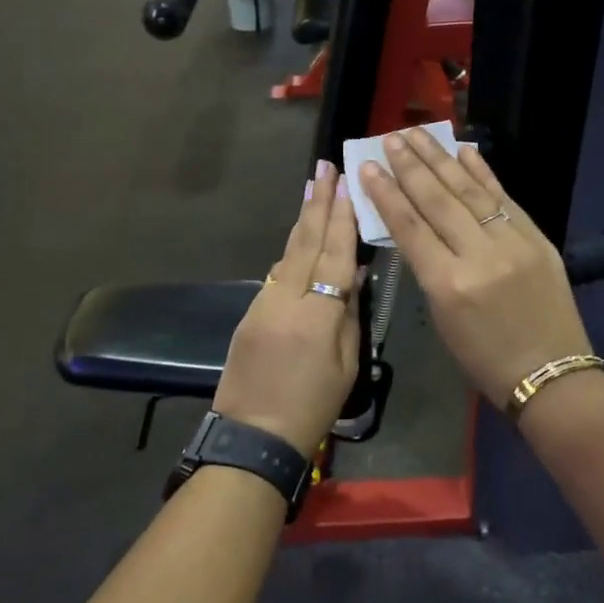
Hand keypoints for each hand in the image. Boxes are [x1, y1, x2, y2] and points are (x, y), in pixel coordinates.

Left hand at [212, 161, 362, 457]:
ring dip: (303, 221)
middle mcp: (286, 299)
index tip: (345, 183)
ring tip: (312, 189)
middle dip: (317, 203)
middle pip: (306, 243)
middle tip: (324, 167)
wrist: (253, 435)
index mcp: (318, 314)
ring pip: (287, 254)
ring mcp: (263, 304)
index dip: (343, 217)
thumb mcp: (346, 365)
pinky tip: (300, 238)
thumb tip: (354, 276)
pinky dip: (291, 252)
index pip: (335, 255)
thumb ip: (349, 315)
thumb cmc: (312, 407)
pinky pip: (276, 275)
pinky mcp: (249, 313)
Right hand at [359, 131, 592, 404]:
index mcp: (448, 285)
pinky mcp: (538, 239)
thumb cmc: (485, 359)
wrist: (551, 374)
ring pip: (469, 191)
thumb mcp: (442, 318)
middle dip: (411, 166)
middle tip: (390, 137)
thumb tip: (414, 226)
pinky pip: (504, 198)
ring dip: (441, 159)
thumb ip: (428, 268)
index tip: (368, 168)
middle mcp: (479, 256)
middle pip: (437, 200)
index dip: (386, 194)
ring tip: (418, 134)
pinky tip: (465, 150)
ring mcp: (513, 243)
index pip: (410, 227)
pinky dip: (483, 173)